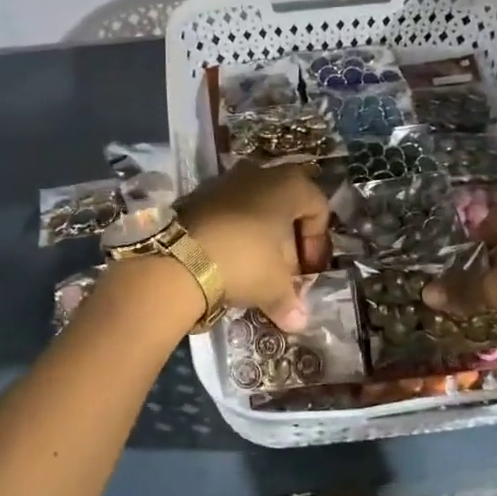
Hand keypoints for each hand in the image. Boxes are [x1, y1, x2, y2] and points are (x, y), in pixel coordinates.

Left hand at [178, 162, 330, 331]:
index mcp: (289, 185)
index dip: (317, 243)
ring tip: (255, 270)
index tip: (307, 271)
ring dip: (259, 237)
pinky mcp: (198, 195)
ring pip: (255, 209)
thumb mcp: (274, 286)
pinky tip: (228, 262)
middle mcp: (259, 173)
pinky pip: (228, 213)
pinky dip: (234, 234)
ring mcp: (226, 181)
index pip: (318, 208)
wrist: (178, 258)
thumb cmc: (244, 261)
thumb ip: (290, 301)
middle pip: (285, 208)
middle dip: (287, 241)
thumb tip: (299, 322)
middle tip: (283, 272)